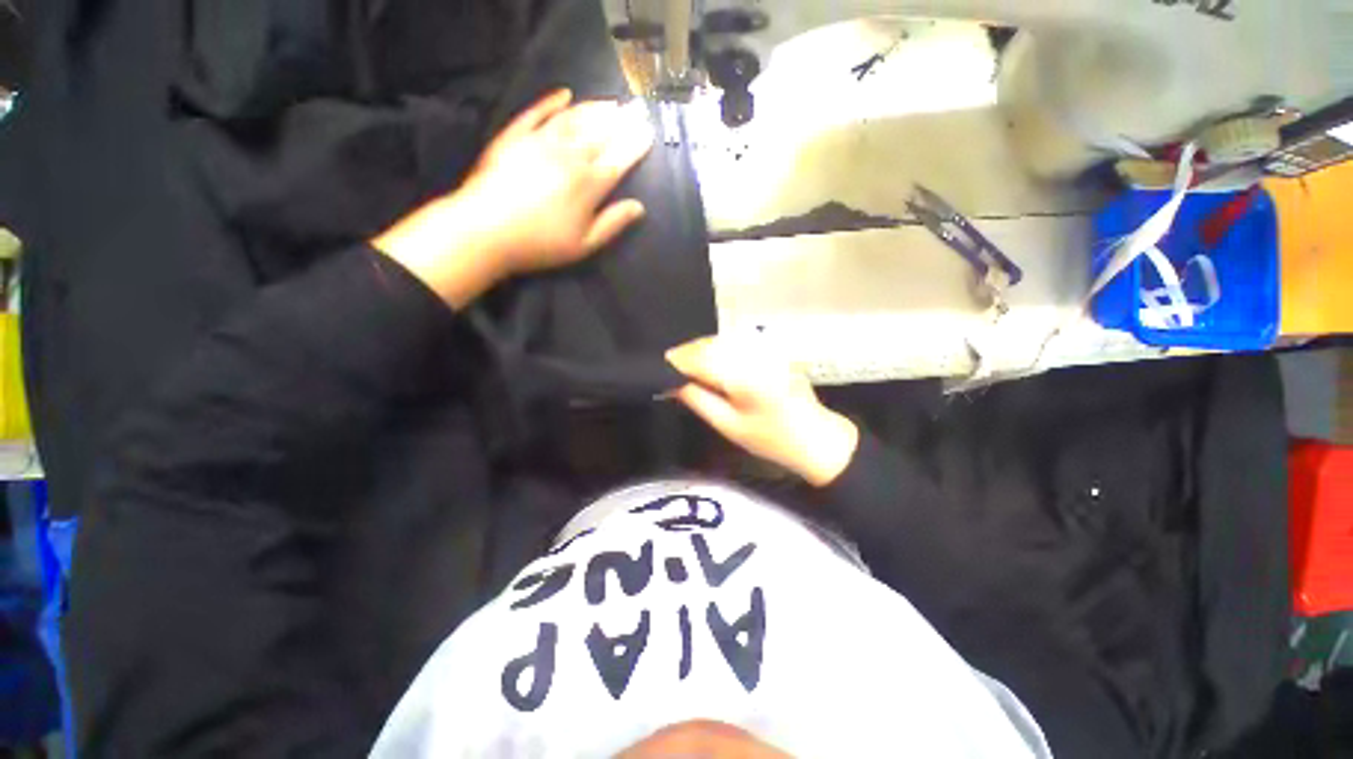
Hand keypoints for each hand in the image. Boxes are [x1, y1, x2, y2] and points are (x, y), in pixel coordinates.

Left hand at [373, 90, 654, 306]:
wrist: (485, 230)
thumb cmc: (541, 244)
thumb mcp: (584, 245)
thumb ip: (613, 223)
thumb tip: (638, 207)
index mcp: (589, 185)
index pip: (619, 159)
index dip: (635, 145)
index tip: (648, 131)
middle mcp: (569, 156)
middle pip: (600, 134)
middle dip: (621, 122)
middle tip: (636, 109)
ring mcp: (540, 141)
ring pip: (574, 119)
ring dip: (595, 109)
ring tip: (612, 103)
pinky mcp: (515, 136)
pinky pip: (537, 112)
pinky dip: (552, 101)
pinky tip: (565, 93)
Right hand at [666, 337, 859, 486]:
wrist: (815, 437)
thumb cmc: (771, 439)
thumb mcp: (729, 426)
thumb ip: (699, 400)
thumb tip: (673, 384)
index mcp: (742, 375)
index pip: (700, 358)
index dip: (677, 361)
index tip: (661, 369)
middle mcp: (752, 354)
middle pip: (709, 344)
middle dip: (688, 354)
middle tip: (672, 371)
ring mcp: (764, 349)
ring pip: (722, 341)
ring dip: (702, 351)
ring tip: (689, 369)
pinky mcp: (770, 350)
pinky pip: (736, 343)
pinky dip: (719, 350)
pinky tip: (713, 364)